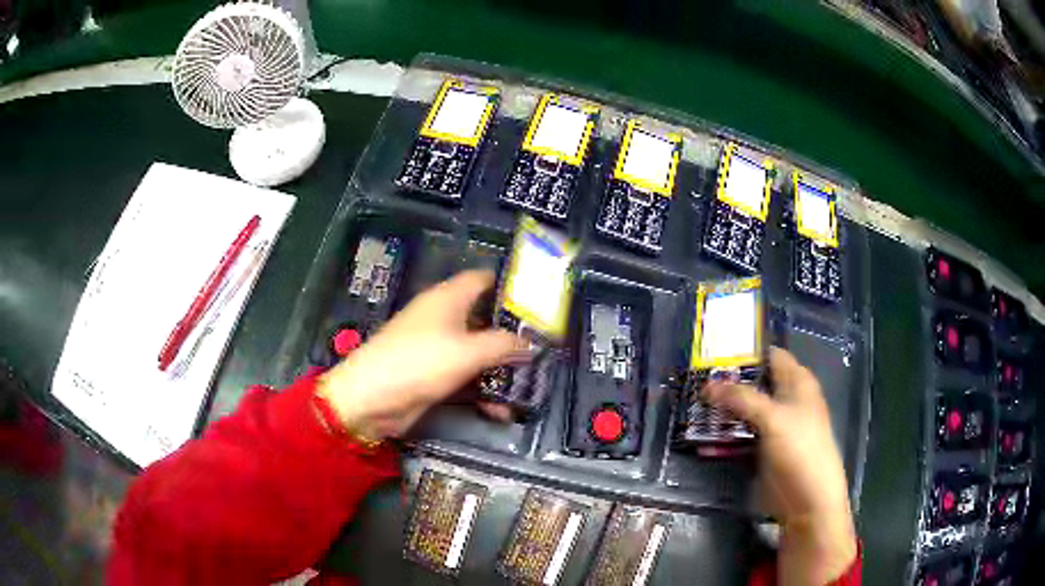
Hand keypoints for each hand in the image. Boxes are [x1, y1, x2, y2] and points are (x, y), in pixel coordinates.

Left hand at [317, 270, 531, 440]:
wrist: (370, 399)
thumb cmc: (419, 362)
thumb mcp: (468, 351)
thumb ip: (504, 345)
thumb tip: (532, 343)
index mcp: (449, 298)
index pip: (484, 279)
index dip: (510, 286)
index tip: (539, 302)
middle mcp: (444, 317)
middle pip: (484, 317)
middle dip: (512, 334)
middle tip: (543, 347)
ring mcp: (437, 347)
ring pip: (477, 351)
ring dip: (500, 368)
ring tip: (531, 383)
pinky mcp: (433, 374)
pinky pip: (465, 376)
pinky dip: (482, 390)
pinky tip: (502, 410)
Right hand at [704, 348, 856, 585]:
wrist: (807, 499)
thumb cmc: (800, 449)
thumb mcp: (773, 418)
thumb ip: (741, 398)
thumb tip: (708, 385)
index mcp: (797, 383)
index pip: (770, 356)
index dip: (745, 351)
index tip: (713, 351)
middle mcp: (786, 399)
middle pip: (755, 382)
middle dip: (728, 381)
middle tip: (694, 378)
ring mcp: (774, 425)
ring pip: (745, 408)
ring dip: (723, 407)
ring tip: (692, 402)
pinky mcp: (763, 448)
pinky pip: (741, 432)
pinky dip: (725, 430)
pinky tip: (702, 430)